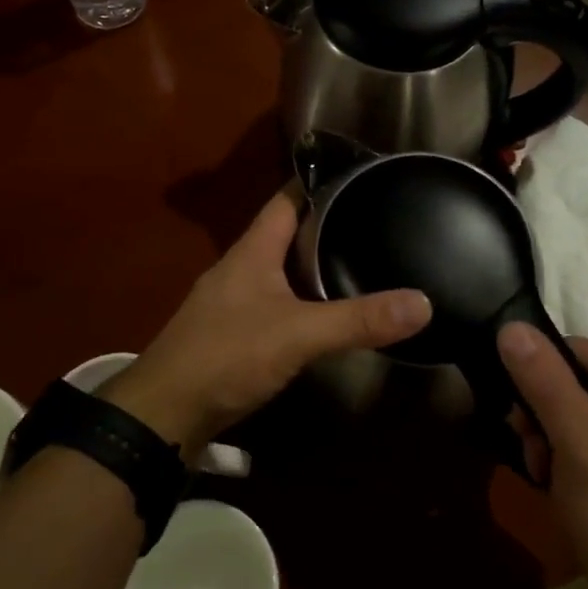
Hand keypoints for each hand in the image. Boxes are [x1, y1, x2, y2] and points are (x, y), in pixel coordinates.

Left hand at [102, 190, 431, 453]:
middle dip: (326, 224)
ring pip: (281, 269)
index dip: (319, 182)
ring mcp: (233, 300)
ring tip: (361, 259)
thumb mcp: (298, 334)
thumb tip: (423, 302)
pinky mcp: (233, 332)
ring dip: (314, 264)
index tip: (359, 175)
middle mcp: (241, 267)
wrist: (165, 413)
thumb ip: (357, 319)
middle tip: (374, 220)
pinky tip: (327, 311)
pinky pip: (275, 301)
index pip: (287, 198)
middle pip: (286, 232)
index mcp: (252, 250)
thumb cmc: (227, 356)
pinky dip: (303, 298)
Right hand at [498, 324, 587, 588]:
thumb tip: (510, 326)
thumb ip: (544, 379)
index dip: (541, 381)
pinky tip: (557, 478)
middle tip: (536, 453)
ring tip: (545, 471)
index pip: (575, 351)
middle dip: (543, 415)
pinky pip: (582, 428)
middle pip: (572, 378)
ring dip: (546, 435)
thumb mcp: (575, 438)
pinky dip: (561, 450)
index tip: (525, 424)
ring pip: (571, 404)